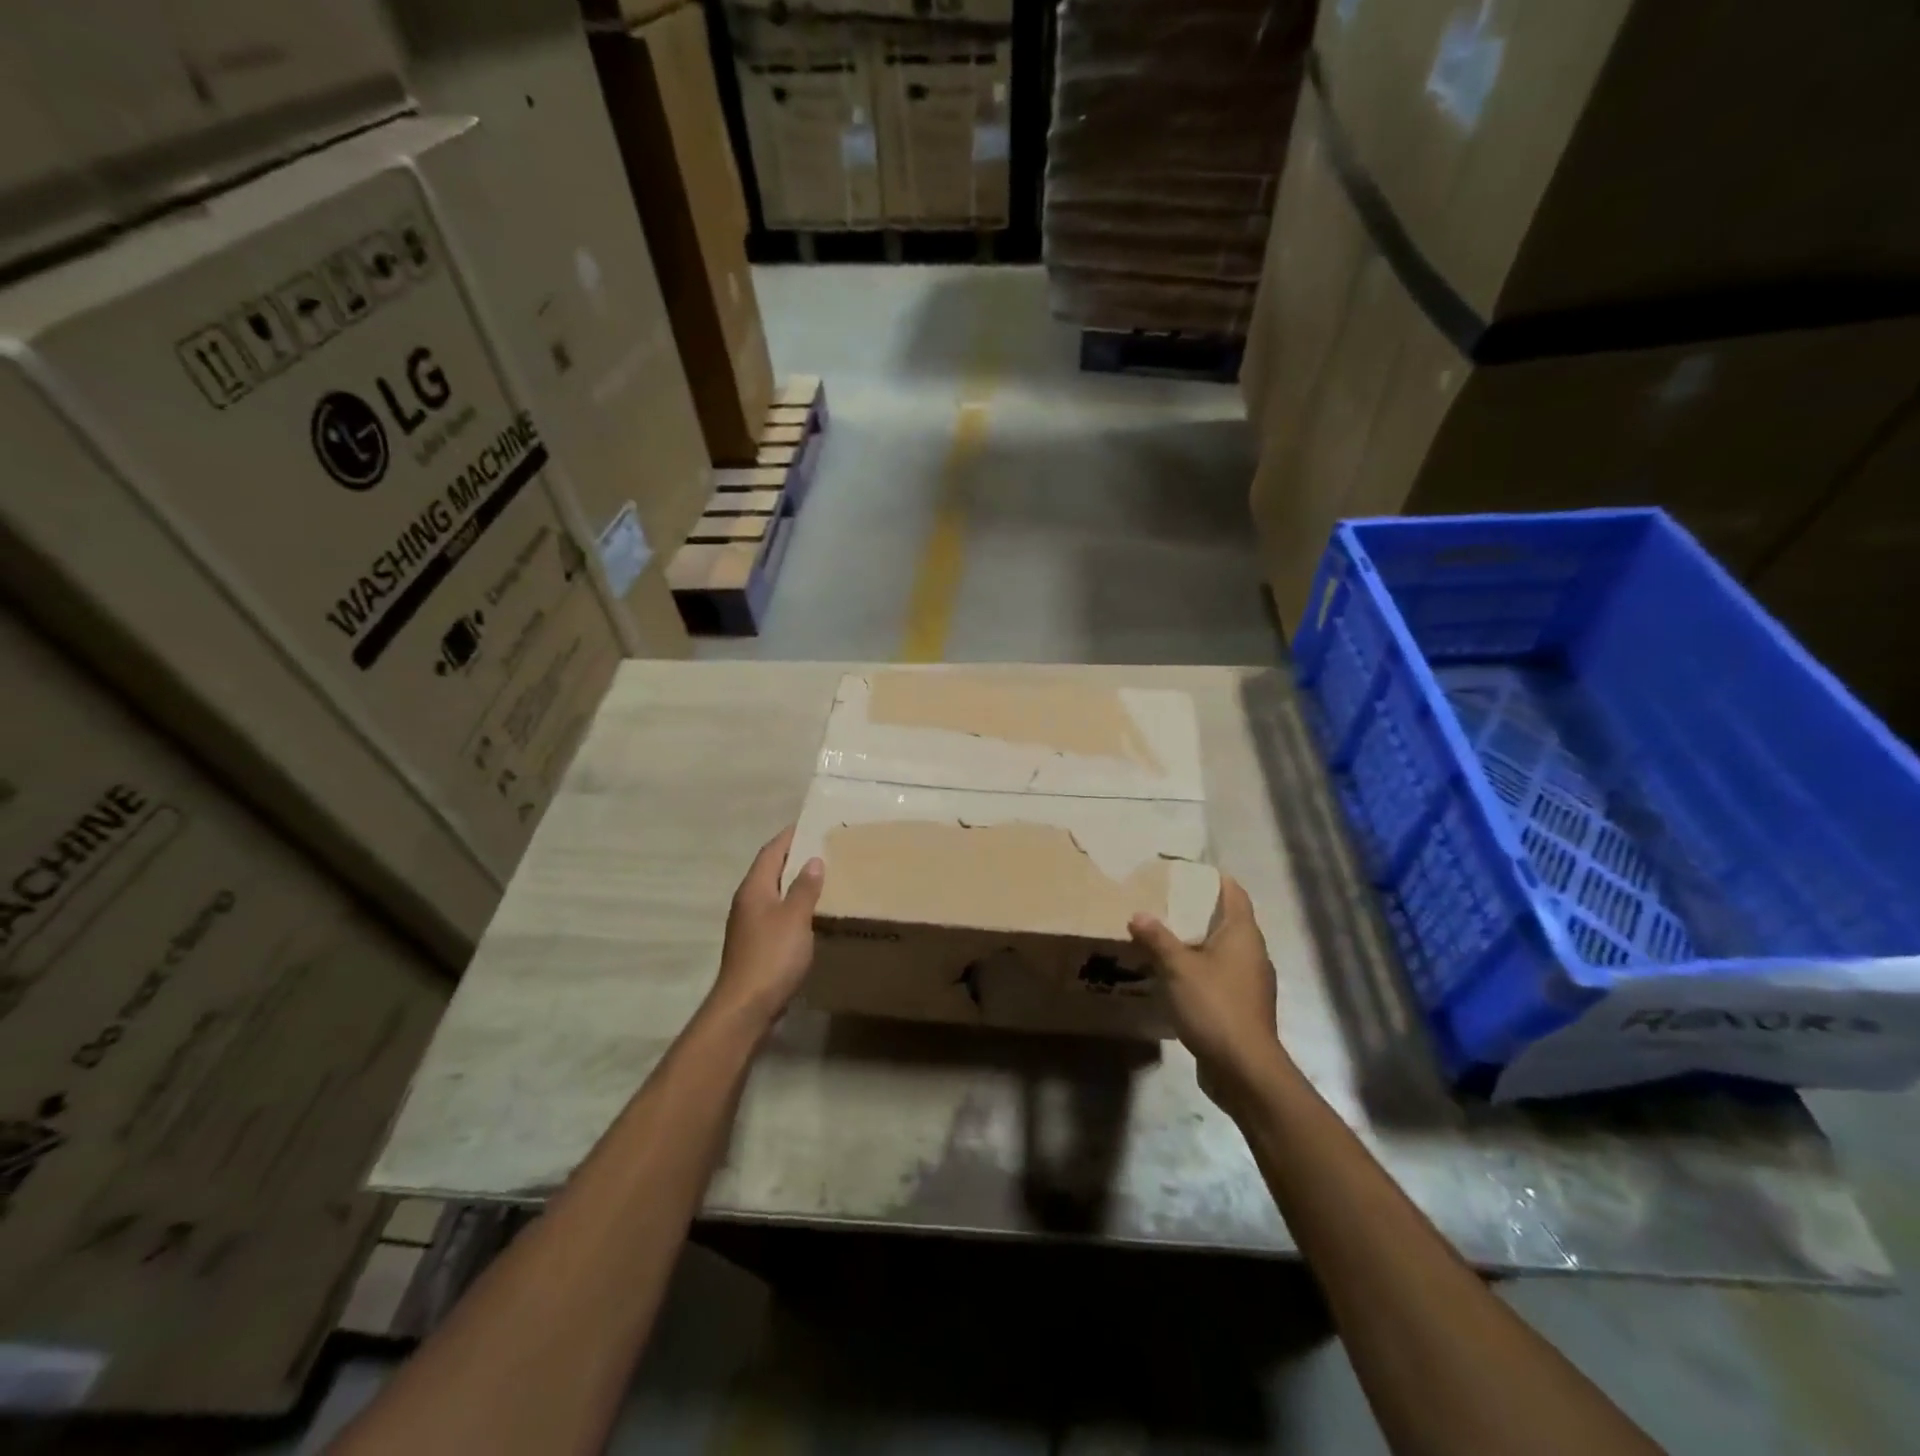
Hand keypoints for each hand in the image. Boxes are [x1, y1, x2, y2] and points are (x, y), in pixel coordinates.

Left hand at [708, 826, 823, 1030]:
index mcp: (754, 889)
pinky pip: (777, 914)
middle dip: (794, 857)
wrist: (746, 1007)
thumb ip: (804, 888)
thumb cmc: (771, 956)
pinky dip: (794, 906)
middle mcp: (747, 902)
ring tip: (823, 876)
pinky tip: (812, 913)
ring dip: (794, 883)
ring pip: (774, 893)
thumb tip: (813, 860)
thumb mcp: (795, 918)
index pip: (771, 851)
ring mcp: (749, 925)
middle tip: (824, 847)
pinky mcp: (756, 945)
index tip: (810, 823)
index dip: (789, 836)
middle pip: (770, 870)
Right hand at [1129, 874, 1285, 1108]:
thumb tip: (1138, 914)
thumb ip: (1157, 938)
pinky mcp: (1243, 1007)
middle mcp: (1253, 953)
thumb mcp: (1178, 968)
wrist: (1244, 1069)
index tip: (1186, 870)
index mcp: (1244, 935)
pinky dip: (1200, 969)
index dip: (1214, 879)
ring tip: (1163, 936)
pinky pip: (1219, 976)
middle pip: (1227, 921)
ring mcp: (1250, 982)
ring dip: (1197, 942)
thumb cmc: (1215, 1006)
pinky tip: (1174, 976)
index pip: (1234, 894)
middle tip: (1164, 901)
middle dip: (1198, 910)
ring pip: (1223, 951)